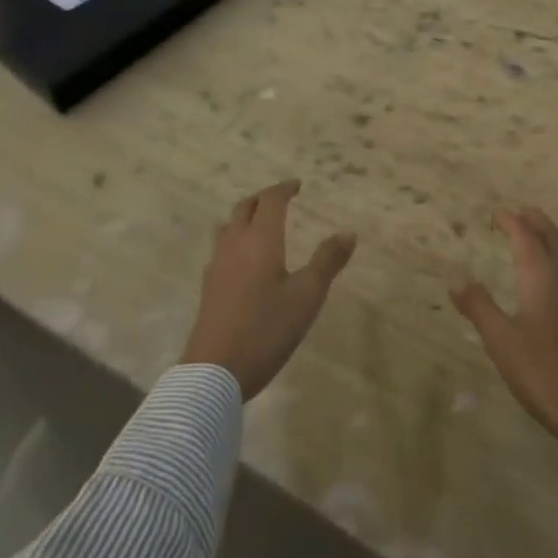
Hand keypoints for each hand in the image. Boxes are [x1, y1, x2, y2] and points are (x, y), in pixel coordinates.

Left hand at [180, 180, 356, 399]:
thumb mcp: (307, 296)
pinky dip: (235, 240)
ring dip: (245, 217)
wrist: (214, 372)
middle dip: (263, 198)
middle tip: (281, 199)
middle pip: (245, 208)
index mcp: (260, 240)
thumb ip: (328, 261)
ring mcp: (217, 267)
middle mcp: (235, 245)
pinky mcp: (209, 288)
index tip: (297, 185)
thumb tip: (348, 232)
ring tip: (260, 224)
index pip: (270, 201)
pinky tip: (243, 260)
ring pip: (228, 226)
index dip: (284, 189)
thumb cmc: (266, 329)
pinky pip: (221, 249)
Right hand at [451, 207, 557, 446]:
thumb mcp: (502, 341)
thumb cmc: (543, 372)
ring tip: (539, 234)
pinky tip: (555, 275)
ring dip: (553, 235)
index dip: (510, 221)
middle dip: (535, 221)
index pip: (526, 236)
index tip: (495, 214)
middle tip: (518, 214)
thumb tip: (457, 280)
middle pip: (552, 236)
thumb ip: (479, 308)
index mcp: (542, 276)